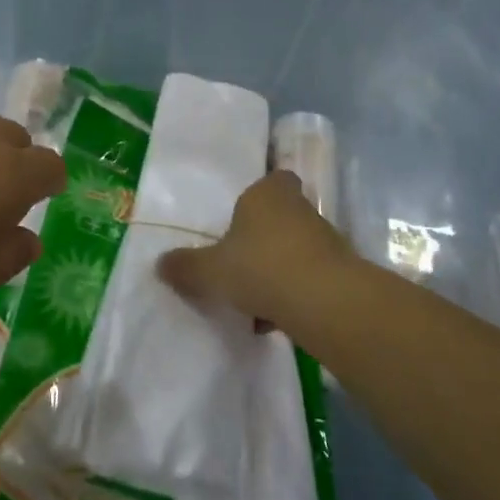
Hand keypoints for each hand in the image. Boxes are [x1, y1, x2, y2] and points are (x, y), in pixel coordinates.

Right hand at [156, 171, 357, 352]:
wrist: (323, 301)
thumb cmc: (260, 266)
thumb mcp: (210, 270)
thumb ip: (185, 267)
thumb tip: (160, 264)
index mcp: (267, 193)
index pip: (272, 178)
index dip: (260, 195)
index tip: (242, 218)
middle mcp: (299, 208)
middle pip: (281, 217)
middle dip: (263, 239)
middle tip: (239, 262)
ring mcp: (324, 239)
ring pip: (294, 250)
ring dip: (277, 270)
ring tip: (252, 301)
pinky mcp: (339, 271)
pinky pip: (308, 278)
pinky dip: (292, 295)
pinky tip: (273, 321)